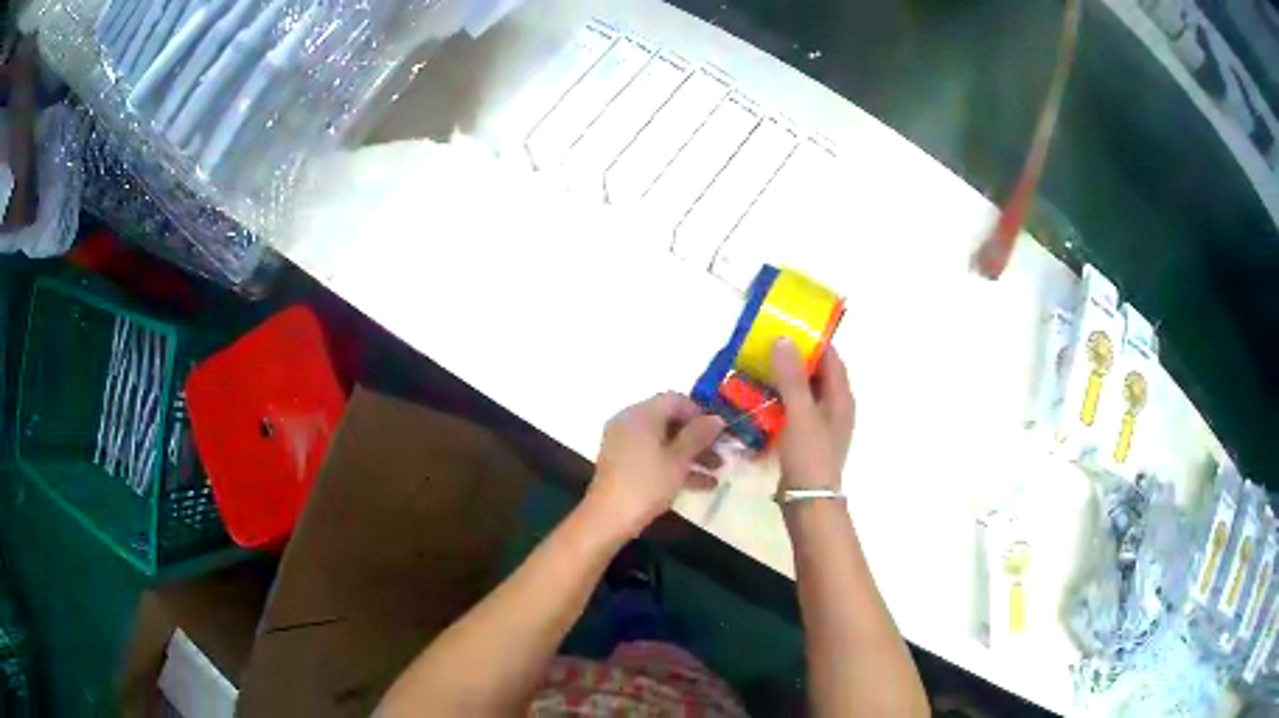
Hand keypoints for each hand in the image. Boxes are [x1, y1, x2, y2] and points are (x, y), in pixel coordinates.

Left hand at [585, 393, 724, 536]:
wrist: (609, 518)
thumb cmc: (647, 483)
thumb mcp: (679, 459)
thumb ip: (699, 435)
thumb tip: (716, 419)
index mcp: (641, 414)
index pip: (675, 400)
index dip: (701, 413)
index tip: (719, 432)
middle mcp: (630, 422)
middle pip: (670, 421)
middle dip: (698, 437)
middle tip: (722, 453)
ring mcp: (624, 443)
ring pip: (663, 441)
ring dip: (691, 454)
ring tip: (717, 471)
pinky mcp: (623, 464)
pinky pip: (653, 456)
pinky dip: (674, 465)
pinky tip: (702, 485)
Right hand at [772, 338, 854, 491]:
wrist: (807, 501)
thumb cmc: (809, 454)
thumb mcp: (800, 412)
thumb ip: (792, 376)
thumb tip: (784, 339)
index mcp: (841, 397)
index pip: (831, 358)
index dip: (813, 340)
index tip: (788, 327)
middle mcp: (835, 407)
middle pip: (817, 374)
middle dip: (795, 359)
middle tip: (766, 347)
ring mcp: (822, 424)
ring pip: (804, 392)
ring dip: (785, 380)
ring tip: (758, 369)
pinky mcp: (807, 439)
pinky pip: (795, 410)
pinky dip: (781, 401)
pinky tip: (760, 400)